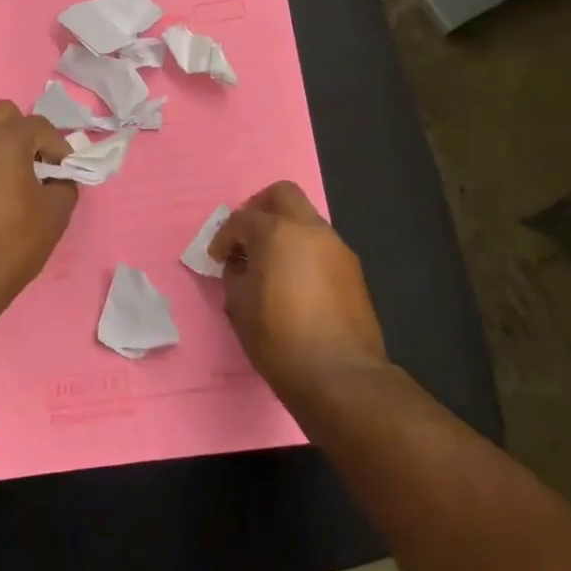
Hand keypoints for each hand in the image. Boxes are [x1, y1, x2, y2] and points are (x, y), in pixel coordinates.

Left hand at [0, 95, 79, 328]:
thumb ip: (63, 186)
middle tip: (28, 162)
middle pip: (0, 111)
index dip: (56, 146)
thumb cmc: (7, 249)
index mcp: (3, 139)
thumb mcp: (54, 217)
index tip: (62, 168)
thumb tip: (57, 178)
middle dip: (20, 131)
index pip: (39, 126)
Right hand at [209, 182, 386, 394]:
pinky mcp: (353, 271)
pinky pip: (321, 246)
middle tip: (246, 236)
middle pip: (283, 194)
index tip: (217, 258)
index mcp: (277, 233)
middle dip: (259, 208)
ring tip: (271, 264)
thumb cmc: (279, 339)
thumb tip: (240, 266)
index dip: (223, 237)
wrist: (340, 376)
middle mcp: (310, 230)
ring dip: (285, 230)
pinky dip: (304, 251)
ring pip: (306, 219)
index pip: (242, 219)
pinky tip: (295, 283)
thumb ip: (235, 275)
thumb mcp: (239, 307)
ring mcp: (337, 248)